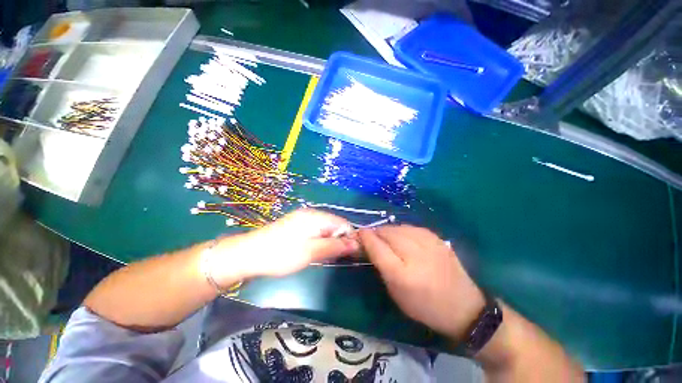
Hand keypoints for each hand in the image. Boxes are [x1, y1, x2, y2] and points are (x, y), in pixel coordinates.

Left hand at [212, 209, 359, 282]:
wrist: (248, 254)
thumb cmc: (281, 254)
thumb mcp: (312, 252)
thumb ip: (335, 246)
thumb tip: (356, 244)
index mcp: (317, 217)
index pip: (343, 223)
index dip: (350, 237)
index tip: (353, 254)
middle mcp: (312, 214)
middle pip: (335, 225)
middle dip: (340, 240)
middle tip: (339, 258)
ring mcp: (303, 219)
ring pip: (325, 229)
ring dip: (330, 241)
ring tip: (328, 256)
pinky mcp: (296, 225)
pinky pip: (315, 231)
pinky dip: (320, 240)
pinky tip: (316, 251)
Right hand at [359, 225, 484, 341]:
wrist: (463, 307)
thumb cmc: (424, 305)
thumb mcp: (395, 292)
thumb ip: (380, 266)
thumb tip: (369, 244)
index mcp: (402, 274)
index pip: (377, 247)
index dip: (366, 237)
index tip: (359, 233)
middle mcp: (416, 254)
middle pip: (387, 233)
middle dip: (376, 232)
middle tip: (372, 237)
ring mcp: (429, 243)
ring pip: (399, 227)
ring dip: (388, 231)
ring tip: (386, 237)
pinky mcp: (437, 238)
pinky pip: (411, 227)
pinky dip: (402, 230)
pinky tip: (402, 237)